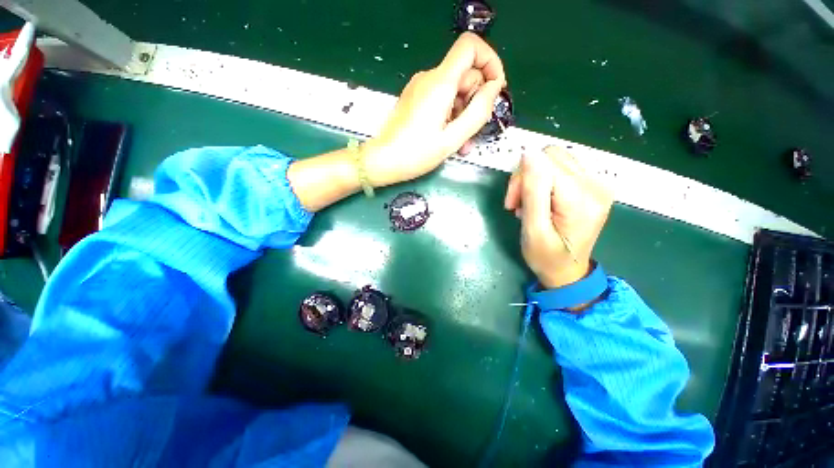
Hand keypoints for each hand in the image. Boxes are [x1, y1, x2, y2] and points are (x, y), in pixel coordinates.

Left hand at [363, 32, 505, 186]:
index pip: (470, 46)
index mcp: (439, 83)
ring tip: (462, 144)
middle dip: (476, 102)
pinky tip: (451, 139)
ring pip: (455, 91)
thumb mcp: (452, 138)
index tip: (495, 89)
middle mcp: (429, 78)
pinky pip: (442, 100)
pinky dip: (452, 116)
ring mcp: (421, 88)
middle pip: (465, 75)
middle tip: (474, 132)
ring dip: (464, 115)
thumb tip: (494, 88)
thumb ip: (478, 112)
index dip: (489, 61)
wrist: (384, 161)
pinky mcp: (416, 99)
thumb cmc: (416, 153)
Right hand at [504, 146, 612, 288]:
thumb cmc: (546, 257)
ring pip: (555, 159)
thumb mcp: (534, 230)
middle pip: (551, 156)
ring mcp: (597, 183)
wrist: (568, 271)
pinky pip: (562, 167)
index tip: (512, 203)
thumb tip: (528, 154)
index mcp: (582, 198)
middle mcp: (596, 184)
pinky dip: (544, 179)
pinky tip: (541, 199)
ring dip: (534, 178)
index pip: (545, 163)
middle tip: (518, 203)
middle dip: (526, 177)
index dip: (522, 178)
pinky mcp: (592, 185)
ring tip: (528, 204)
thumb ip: (533, 192)